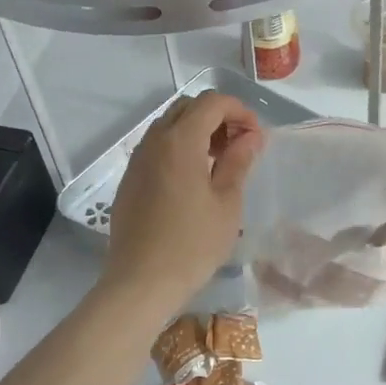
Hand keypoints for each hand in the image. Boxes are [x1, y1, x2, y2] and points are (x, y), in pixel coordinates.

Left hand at [101, 92, 264, 313]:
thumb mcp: (227, 203)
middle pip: (188, 107)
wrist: (140, 282)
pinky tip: (194, 180)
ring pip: (170, 125)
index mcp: (180, 141)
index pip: (211, 102)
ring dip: (197, 132)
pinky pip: (157, 147)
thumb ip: (239, 161)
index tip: (255, 136)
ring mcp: (137, 159)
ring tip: (219, 163)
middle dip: (218, 117)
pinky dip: (179, 148)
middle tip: (238, 146)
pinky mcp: (129, 179)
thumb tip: (251, 136)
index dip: (239, 111)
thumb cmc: (192, 244)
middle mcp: (154, 141)